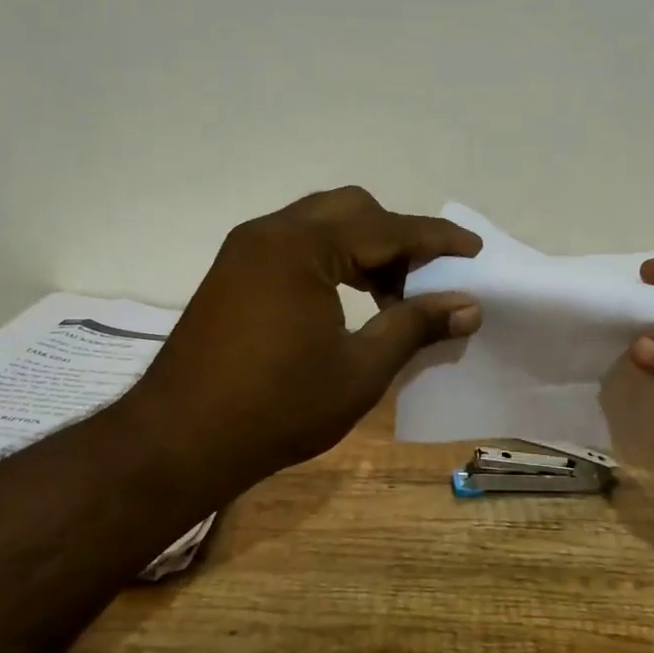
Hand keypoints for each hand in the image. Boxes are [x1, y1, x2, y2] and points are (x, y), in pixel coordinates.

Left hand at [126, 187, 481, 492]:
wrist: (179, 442)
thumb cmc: (278, 408)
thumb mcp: (360, 370)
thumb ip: (415, 327)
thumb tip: (469, 306)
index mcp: (302, 247)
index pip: (387, 228)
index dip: (437, 239)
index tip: (474, 250)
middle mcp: (271, 232)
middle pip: (352, 210)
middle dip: (398, 238)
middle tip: (427, 280)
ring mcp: (246, 250)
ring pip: (323, 225)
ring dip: (365, 249)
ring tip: (392, 297)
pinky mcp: (234, 272)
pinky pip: (297, 245)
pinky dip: (333, 260)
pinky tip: (349, 301)